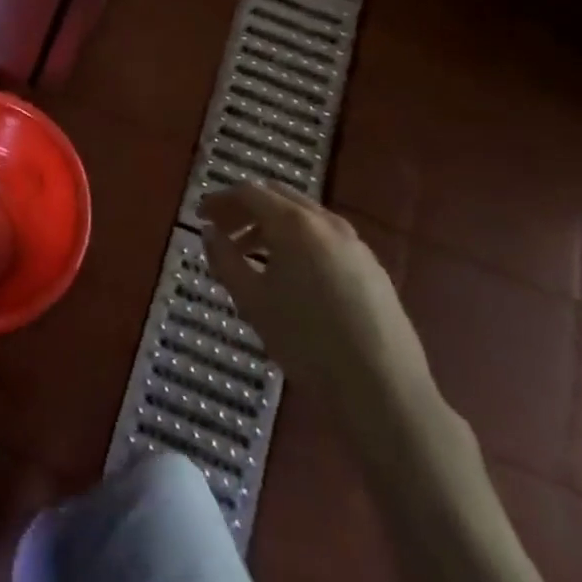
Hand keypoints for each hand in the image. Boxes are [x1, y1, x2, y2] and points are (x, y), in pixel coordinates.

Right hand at [199, 181, 436, 447]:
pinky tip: (290, 274)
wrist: (381, 388)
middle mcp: (327, 223)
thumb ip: (224, 259)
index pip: (249, 193)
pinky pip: (325, 238)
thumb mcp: (251, 300)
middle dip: (246, 208)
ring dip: (272, 225)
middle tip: (222, 230)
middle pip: (278, 197)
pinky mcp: (372, 268)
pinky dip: (298, 241)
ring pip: (304, 217)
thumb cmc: (305, 341)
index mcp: (294, 224)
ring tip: (250, 255)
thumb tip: (209, 233)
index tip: (199, 216)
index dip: (220, 200)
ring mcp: (355, 244)